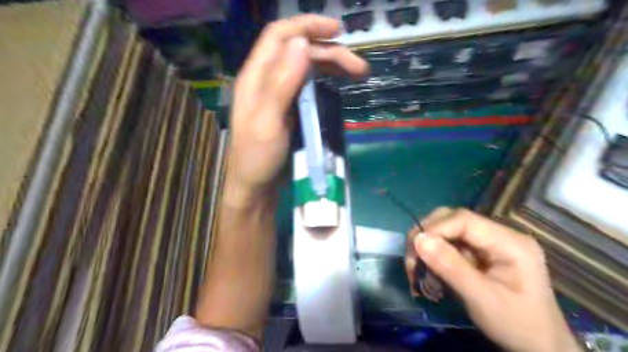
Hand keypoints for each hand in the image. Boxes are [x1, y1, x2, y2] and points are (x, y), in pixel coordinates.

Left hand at [229, 15, 369, 203]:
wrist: (256, 187)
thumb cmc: (257, 158)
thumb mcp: (268, 122)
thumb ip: (281, 83)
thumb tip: (301, 43)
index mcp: (256, 77)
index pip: (279, 36)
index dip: (307, 26)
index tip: (337, 30)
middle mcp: (267, 80)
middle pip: (299, 52)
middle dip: (330, 53)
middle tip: (359, 68)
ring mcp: (279, 95)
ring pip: (306, 68)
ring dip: (332, 66)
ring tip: (358, 74)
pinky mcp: (290, 109)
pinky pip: (309, 86)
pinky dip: (326, 81)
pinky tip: (340, 84)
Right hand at [405, 208, 580, 351]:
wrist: (539, 348)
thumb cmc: (516, 325)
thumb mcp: (482, 299)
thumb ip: (450, 267)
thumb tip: (419, 239)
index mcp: (509, 242)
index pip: (463, 219)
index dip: (435, 229)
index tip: (414, 249)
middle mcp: (499, 234)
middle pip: (452, 220)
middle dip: (427, 236)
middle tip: (412, 260)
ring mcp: (489, 242)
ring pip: (447, 231)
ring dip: (428, 248)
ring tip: (418, 271)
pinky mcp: (481, 252)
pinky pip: (450, 245)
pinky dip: (435, 257)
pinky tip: (431, 274)